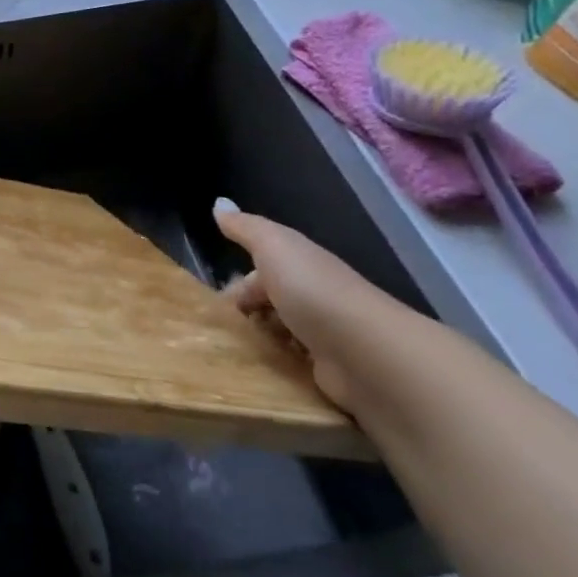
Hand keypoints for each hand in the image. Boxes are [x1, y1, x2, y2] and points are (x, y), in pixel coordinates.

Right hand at [213, 199, 416, 413]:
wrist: (367, 353)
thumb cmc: (313, 291)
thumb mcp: (273, 246)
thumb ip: (245, 228)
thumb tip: (219, 203)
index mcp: (301, 267)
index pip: (262, 273)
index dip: (237, 286)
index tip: (210, 305)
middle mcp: (313, 298)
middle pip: (270, 305)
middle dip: (245, 316)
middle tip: (216, 332)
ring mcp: (323, 338)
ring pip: (280, 336)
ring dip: (257, 343)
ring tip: (228, 354)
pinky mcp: (328, 373)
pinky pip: (292, 366)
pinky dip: (275, 368)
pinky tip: (255, 373)